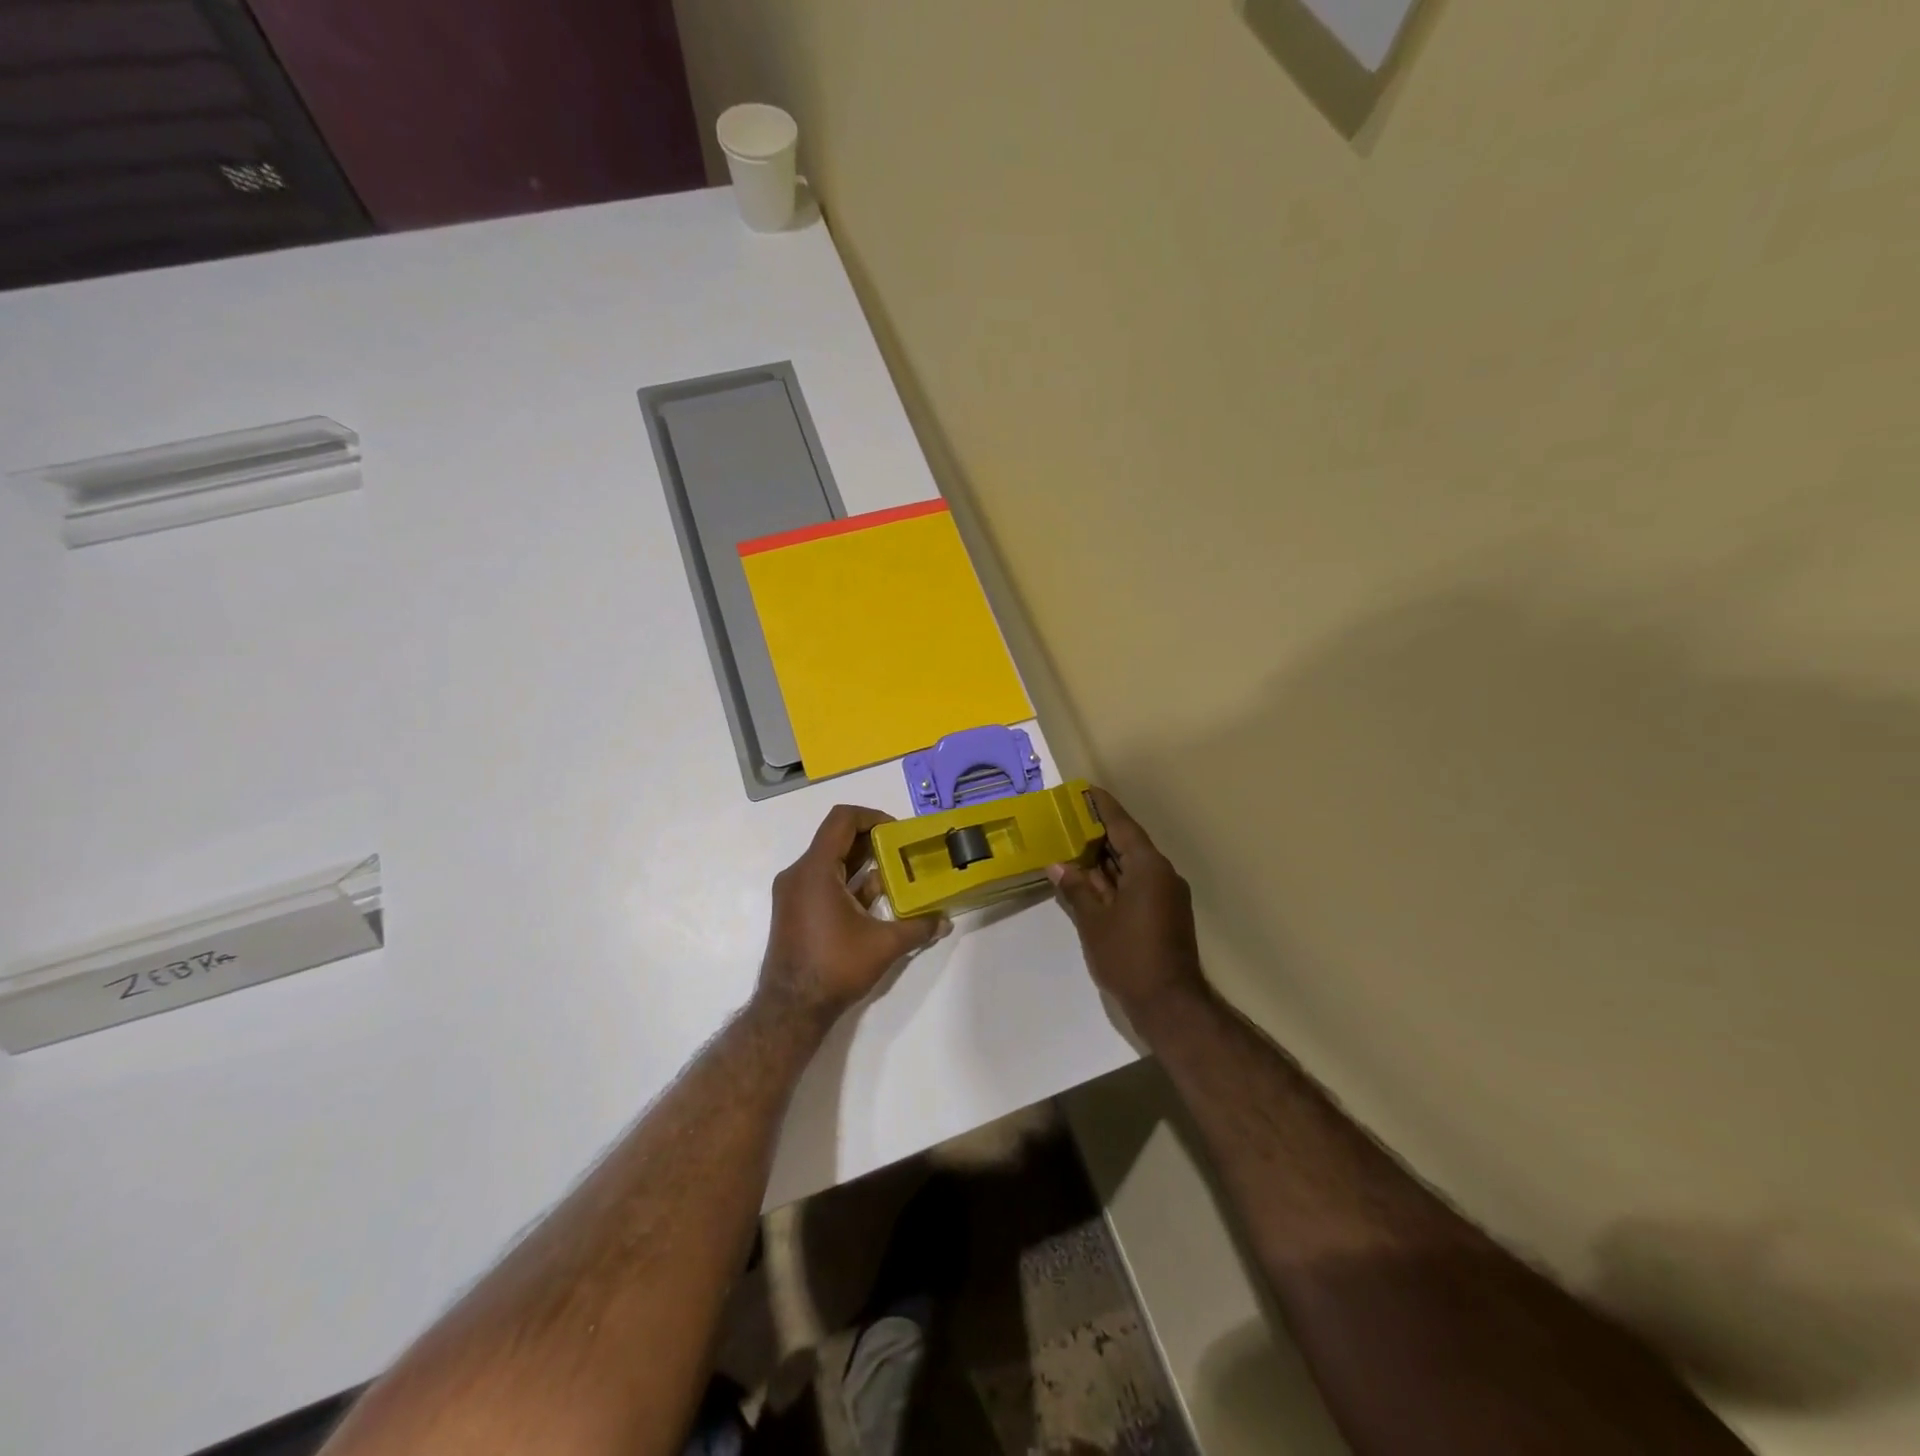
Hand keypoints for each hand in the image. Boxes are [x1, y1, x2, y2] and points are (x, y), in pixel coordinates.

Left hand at [758, 805, 947, 1022]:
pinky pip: (823, 880)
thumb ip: (917, 927)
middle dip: (872, 841)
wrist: (790, 1009)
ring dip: (861, 863)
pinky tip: (875, 899)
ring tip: (895, 873)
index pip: (842, 819)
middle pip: (836, 838)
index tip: (897, 832)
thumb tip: (945, 920)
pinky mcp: (794, 909)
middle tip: (903, 851)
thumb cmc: (834, 967)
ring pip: (830, 861)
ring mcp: (793, 892)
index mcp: (815, 870)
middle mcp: (799, 873)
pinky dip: (848, 881)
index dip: (872, 816)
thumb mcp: (884, 945)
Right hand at [1049, 787, 1206, 1020]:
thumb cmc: (1129, 956)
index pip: (1122, 826)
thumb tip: (1058, 866)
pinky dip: (1115, 877)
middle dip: (1100, 831)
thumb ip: (1076, 889)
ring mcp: (1167, 895)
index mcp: (1148, 867)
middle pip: (1128, 843)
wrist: (1170, 1003)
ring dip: (1106, 857)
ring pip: (1132, 865)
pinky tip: (1092, 880)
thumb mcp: (1094, 921)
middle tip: (1071, 817)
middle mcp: (1162, 874)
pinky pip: (1138, 883)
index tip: (1086, 789)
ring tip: (1075, 844)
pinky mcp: (1166, 913)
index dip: (1103, 807)